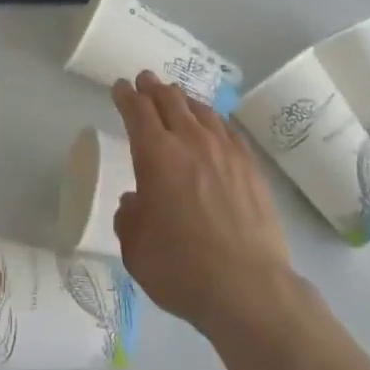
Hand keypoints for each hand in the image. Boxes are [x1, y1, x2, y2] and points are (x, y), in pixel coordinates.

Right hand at [112, 71, 294, 336]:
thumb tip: (135, 202)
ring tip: (176, 97)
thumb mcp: (136, 250)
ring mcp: (224, 150)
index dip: (126, 95)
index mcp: (156, 155)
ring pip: (200, 109)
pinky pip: (226, 128)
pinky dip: (212, 119)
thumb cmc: (183, 269)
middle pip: (169, 99)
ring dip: (182, 99)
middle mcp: (190, 141)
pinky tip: (211, 124)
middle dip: (153, 87)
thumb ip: (129, 218)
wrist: (249, 288)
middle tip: (146, 81)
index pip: (137, 110)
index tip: (120, 86)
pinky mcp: (249, 165)